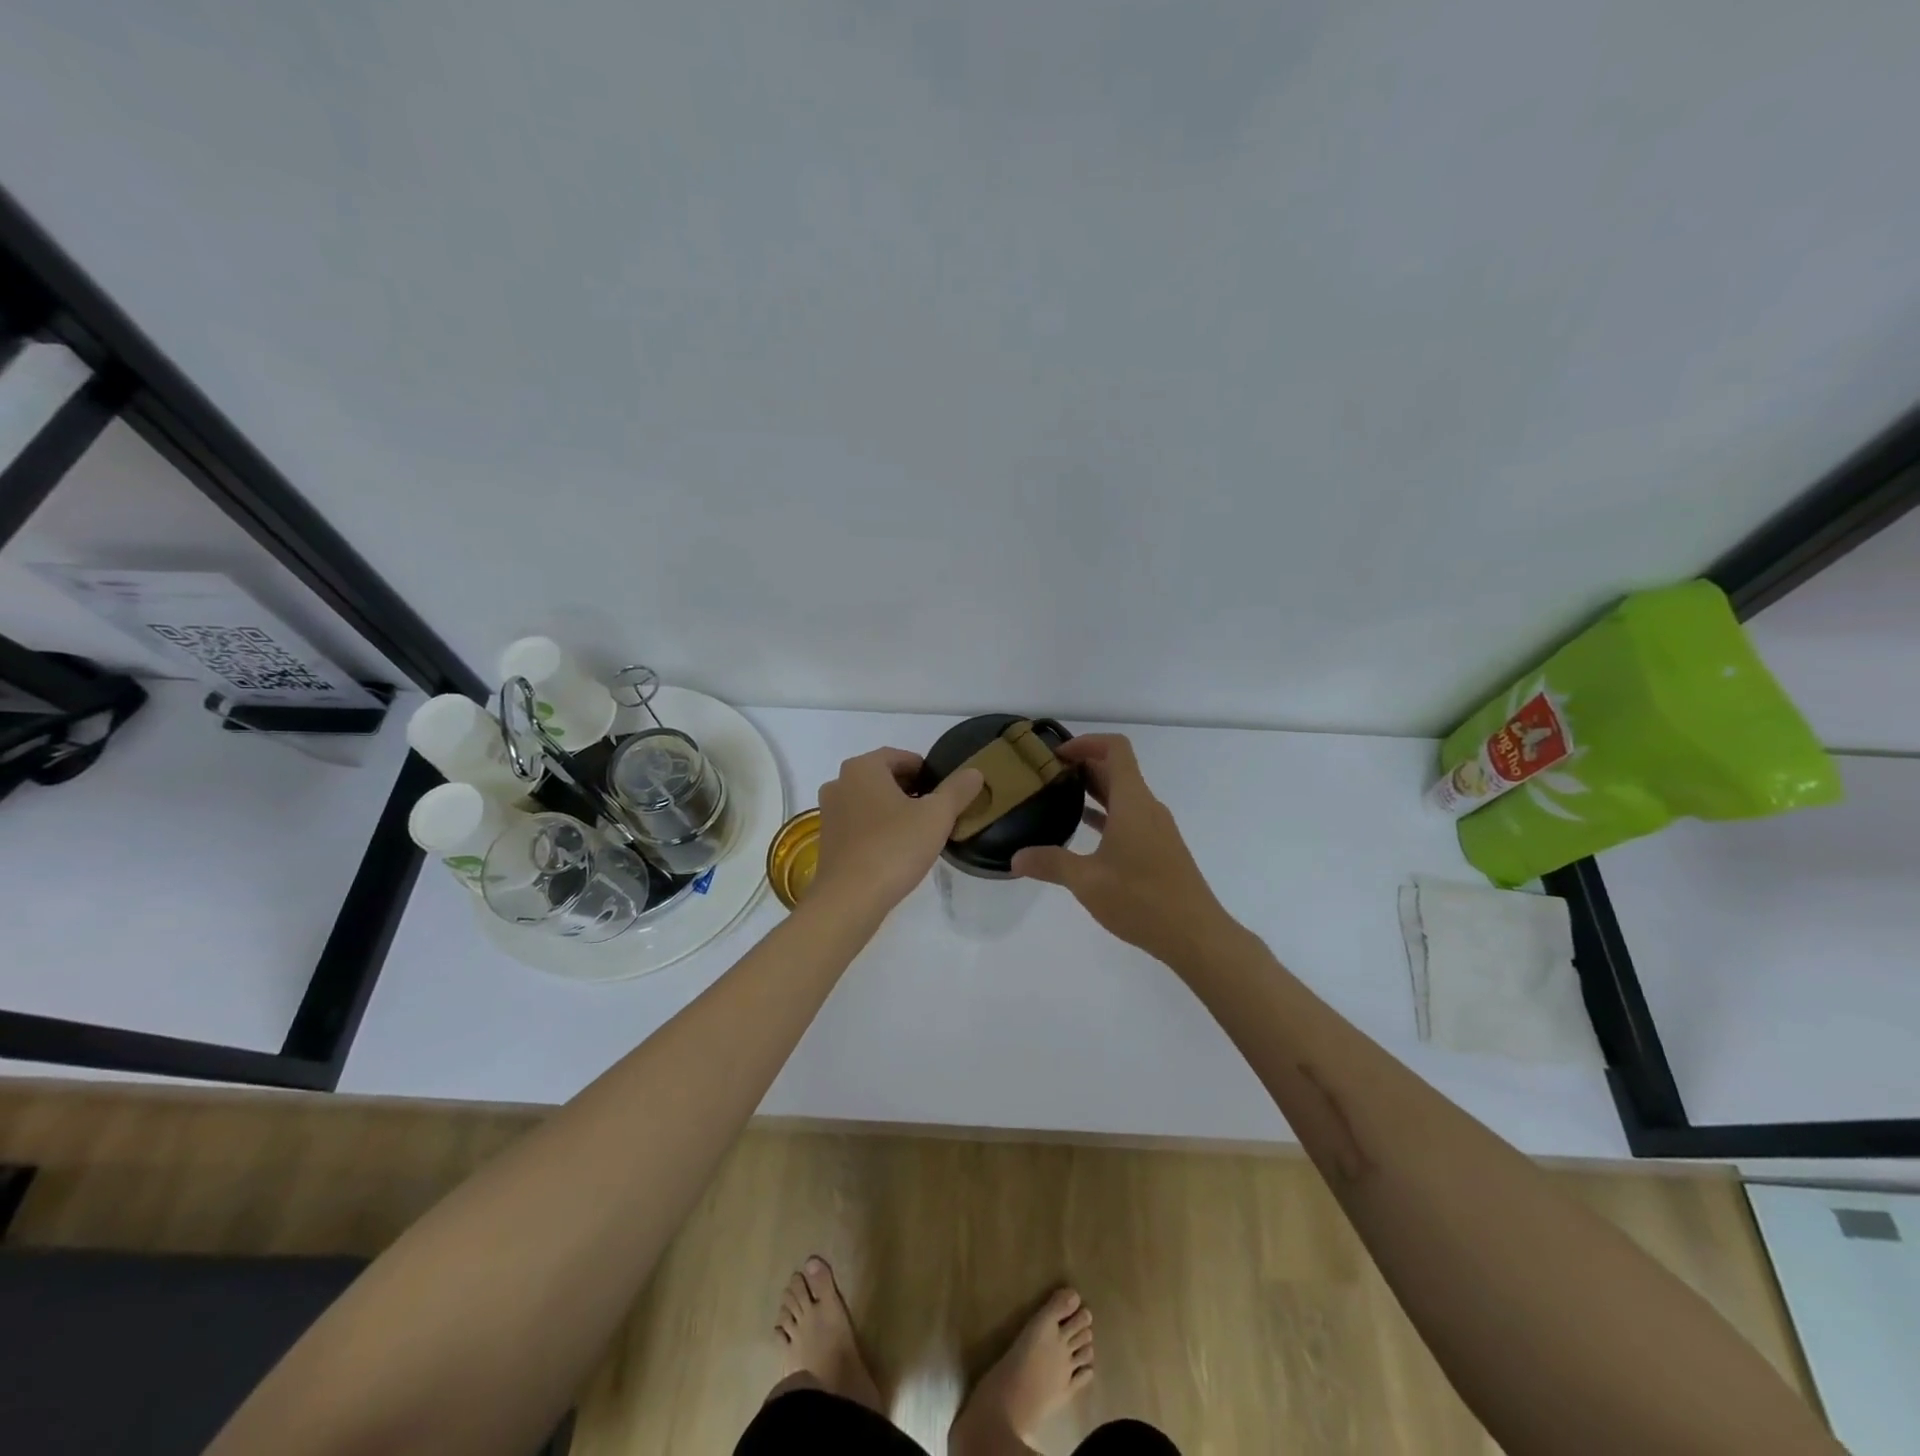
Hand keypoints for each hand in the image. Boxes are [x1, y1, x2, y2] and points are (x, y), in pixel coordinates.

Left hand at [809, 748, 983, 919]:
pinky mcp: (827, 839)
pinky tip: (896, 850)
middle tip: (936, 812)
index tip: (945, 793)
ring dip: (894, 810)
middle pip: (884, 778)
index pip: (902, 757)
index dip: (927, 772)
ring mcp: (829, 812)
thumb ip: (957, 790)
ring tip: (919, 832)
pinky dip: (878, 828)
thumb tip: (974, 772)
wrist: (850, 899)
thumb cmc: (894, 847)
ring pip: (870, 801)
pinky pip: (859, 823)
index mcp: (862, 767)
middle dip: (911, 791)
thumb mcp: (937, 816)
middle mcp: (840, 782)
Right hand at [1012, 734, 1231, 965]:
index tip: (1057, 755)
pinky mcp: (1160, 848)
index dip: (1086, 742)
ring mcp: (1157, 828)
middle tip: (1047, 776)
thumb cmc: (1141, 900)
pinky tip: (1083, 832)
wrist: (1196, 935)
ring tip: (1059, 799)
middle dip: (1083, 765)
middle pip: (1117, 769)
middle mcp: (1147, 807)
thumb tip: (1016, 858)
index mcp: (1133, 803)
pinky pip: (1130, 817)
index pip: (1115, 749)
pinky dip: (1106, 815)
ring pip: (1123, 795)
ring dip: (1094, 790)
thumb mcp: (1087, 882)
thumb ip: (1050, 864)